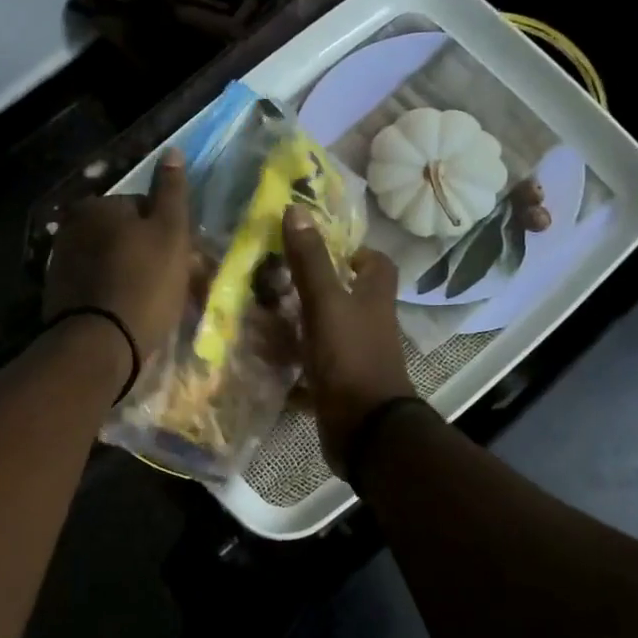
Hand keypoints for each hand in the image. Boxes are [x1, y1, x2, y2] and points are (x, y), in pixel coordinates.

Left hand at [44, 151, 193, 358]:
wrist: (99, 344)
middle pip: (124, 236)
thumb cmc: (144, 283)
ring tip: (152, 306)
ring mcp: (60, 263)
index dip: (168, 234)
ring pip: (110, 262)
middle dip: (147, 255)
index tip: (182, 261)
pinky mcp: (57, 296)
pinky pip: (96, 287)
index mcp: (96, 205)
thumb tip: (171, 151)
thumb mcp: (170, 232)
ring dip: (131, 276)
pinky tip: (128, 315)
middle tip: (171, 286)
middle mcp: (71, 227)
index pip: (143, 208)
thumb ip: (171, 191)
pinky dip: (113, 295)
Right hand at [282, 206, 414, 474]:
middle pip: (348, 296)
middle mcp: (369, 324)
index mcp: (373, 298)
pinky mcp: (339, 384)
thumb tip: (297, 209)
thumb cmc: (350, 357)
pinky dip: (293, 361)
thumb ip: (311, 260)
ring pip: (327, 330)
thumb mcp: (326, 303)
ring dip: (299, 324)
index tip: (321, 248)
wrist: (364, 428)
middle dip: (316, 287)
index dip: (355, 251)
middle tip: (277, 280)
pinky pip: (313, 365)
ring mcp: (355, 356)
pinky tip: (264, 357)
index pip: (377, 263)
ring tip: (261, 315)